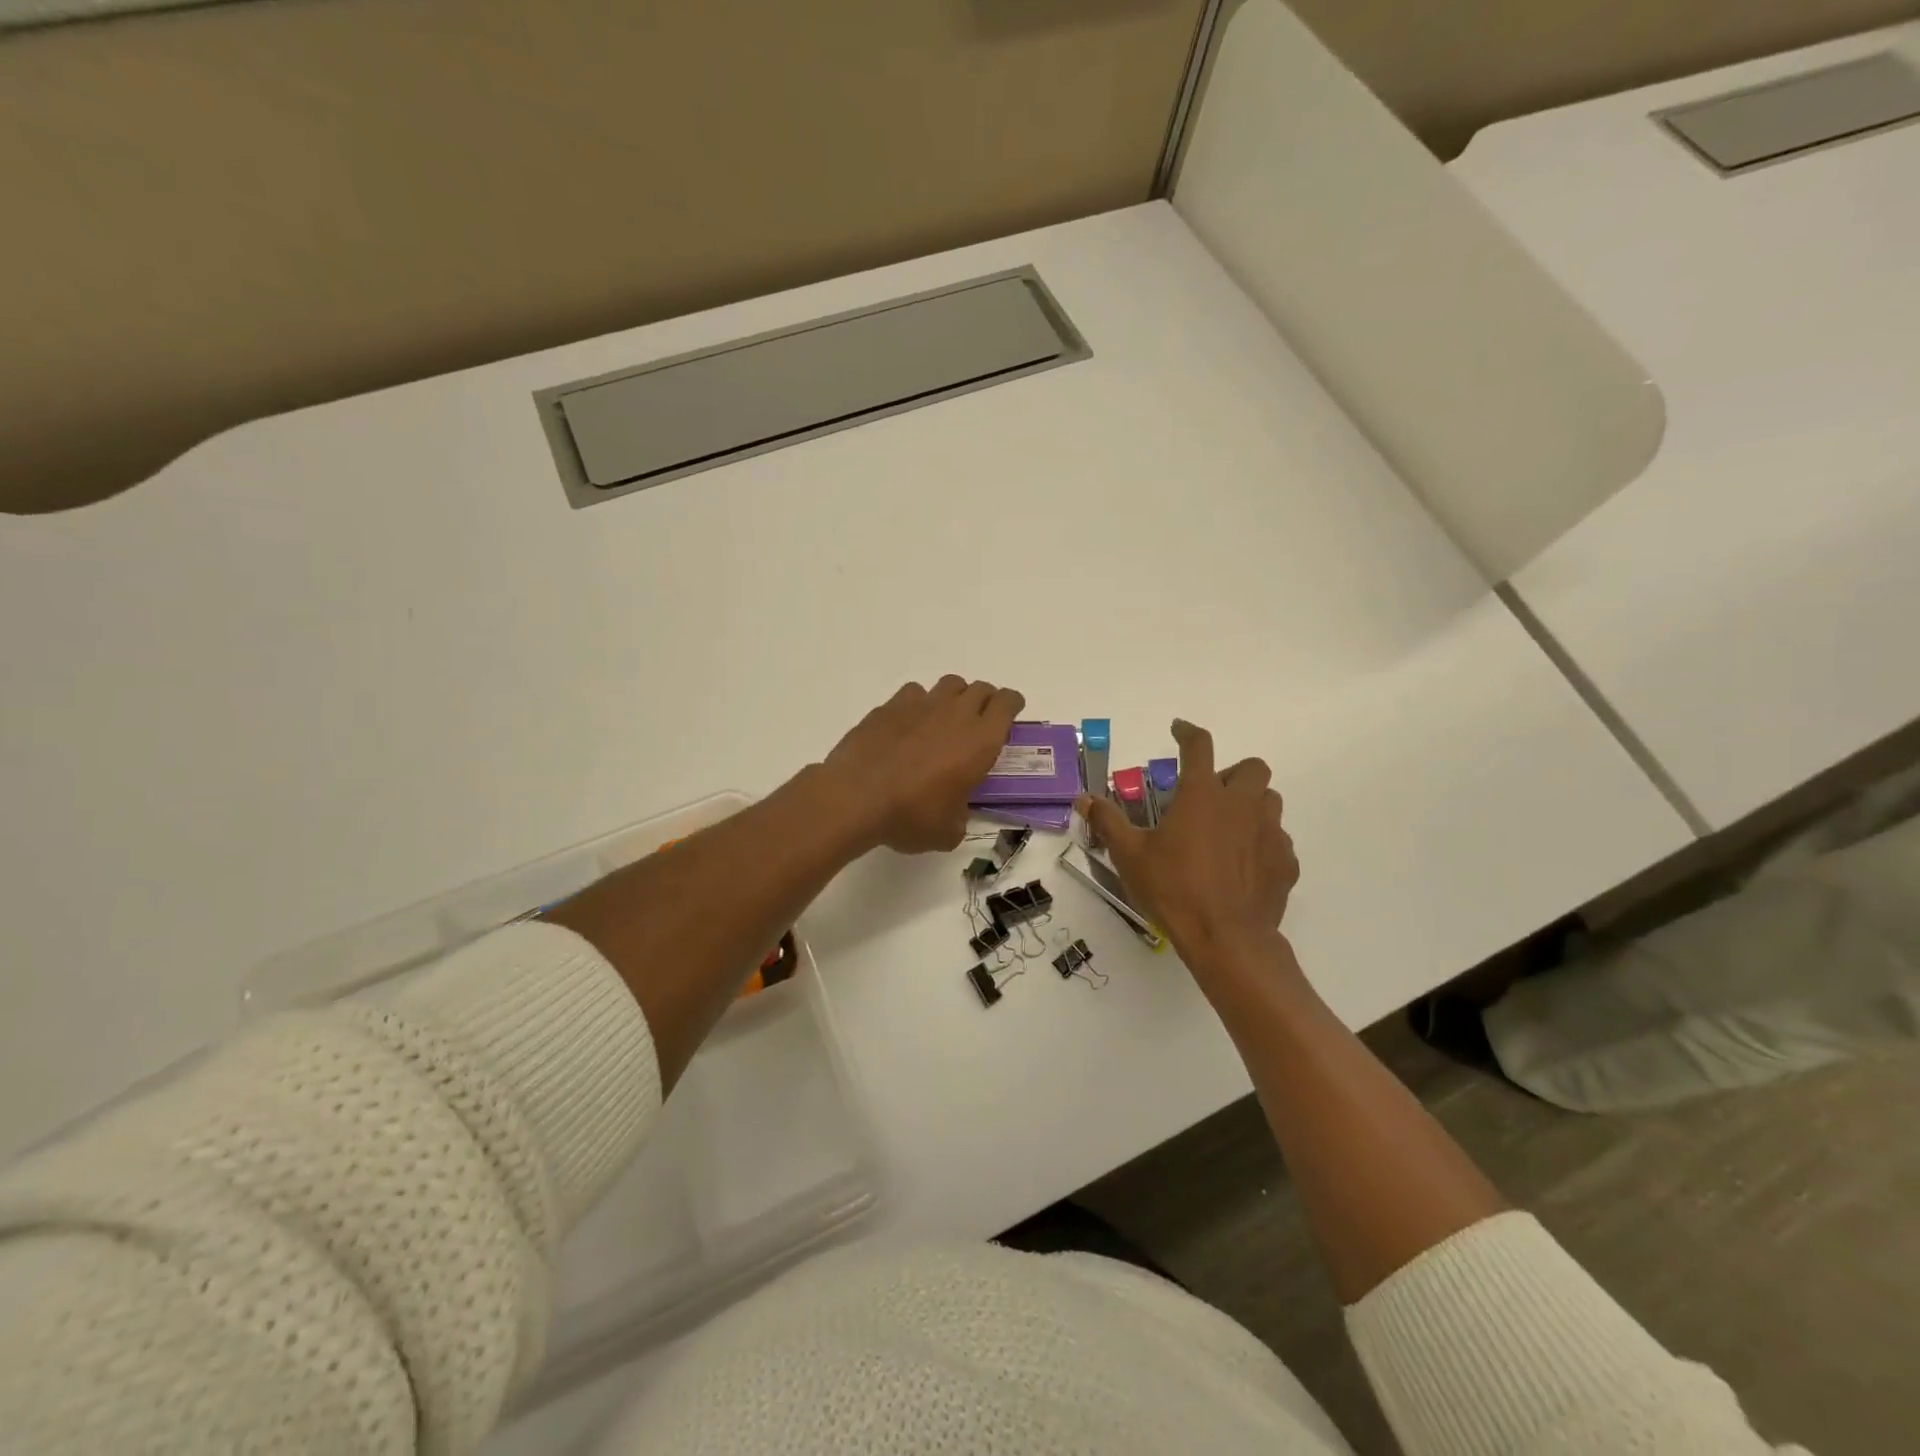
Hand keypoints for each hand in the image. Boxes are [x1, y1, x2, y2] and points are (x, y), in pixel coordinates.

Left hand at [822, 676, 1025, 853]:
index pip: (1007, 703)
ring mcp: (921, 705)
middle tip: (979, 723)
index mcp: (980, 741)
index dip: (1012, 706)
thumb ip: (960, 817)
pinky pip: (915, 693)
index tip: (1009, 717)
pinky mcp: (890, 706)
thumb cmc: (910, 816)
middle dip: (986, 702)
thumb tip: (955, 813)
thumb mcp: (947, 832)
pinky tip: (909, 725)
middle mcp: (955, 714)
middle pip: (981, 689)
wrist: (855, 798)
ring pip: (950, 684)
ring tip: (946, 720)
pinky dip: (919, 704)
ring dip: (955, 697)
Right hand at [1079, 719, 1297, 961]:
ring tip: (1227, 828)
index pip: (1199, 746)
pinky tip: (1244, 865)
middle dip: (1232, 773)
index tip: (1179, 729)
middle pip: (1251, 767)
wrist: (1226, 939)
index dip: (1188, 732)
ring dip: (1250, 804)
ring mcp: (1269, 832)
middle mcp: (1241, 805)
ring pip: (1270, 800)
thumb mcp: (1130, 855)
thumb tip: (1084, 798)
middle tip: (1209, 796)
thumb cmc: (1173, 890)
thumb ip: (1108, 821)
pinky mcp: (1286, 862)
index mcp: (1202, 796)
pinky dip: (1262, 843)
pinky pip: (1278, 840)